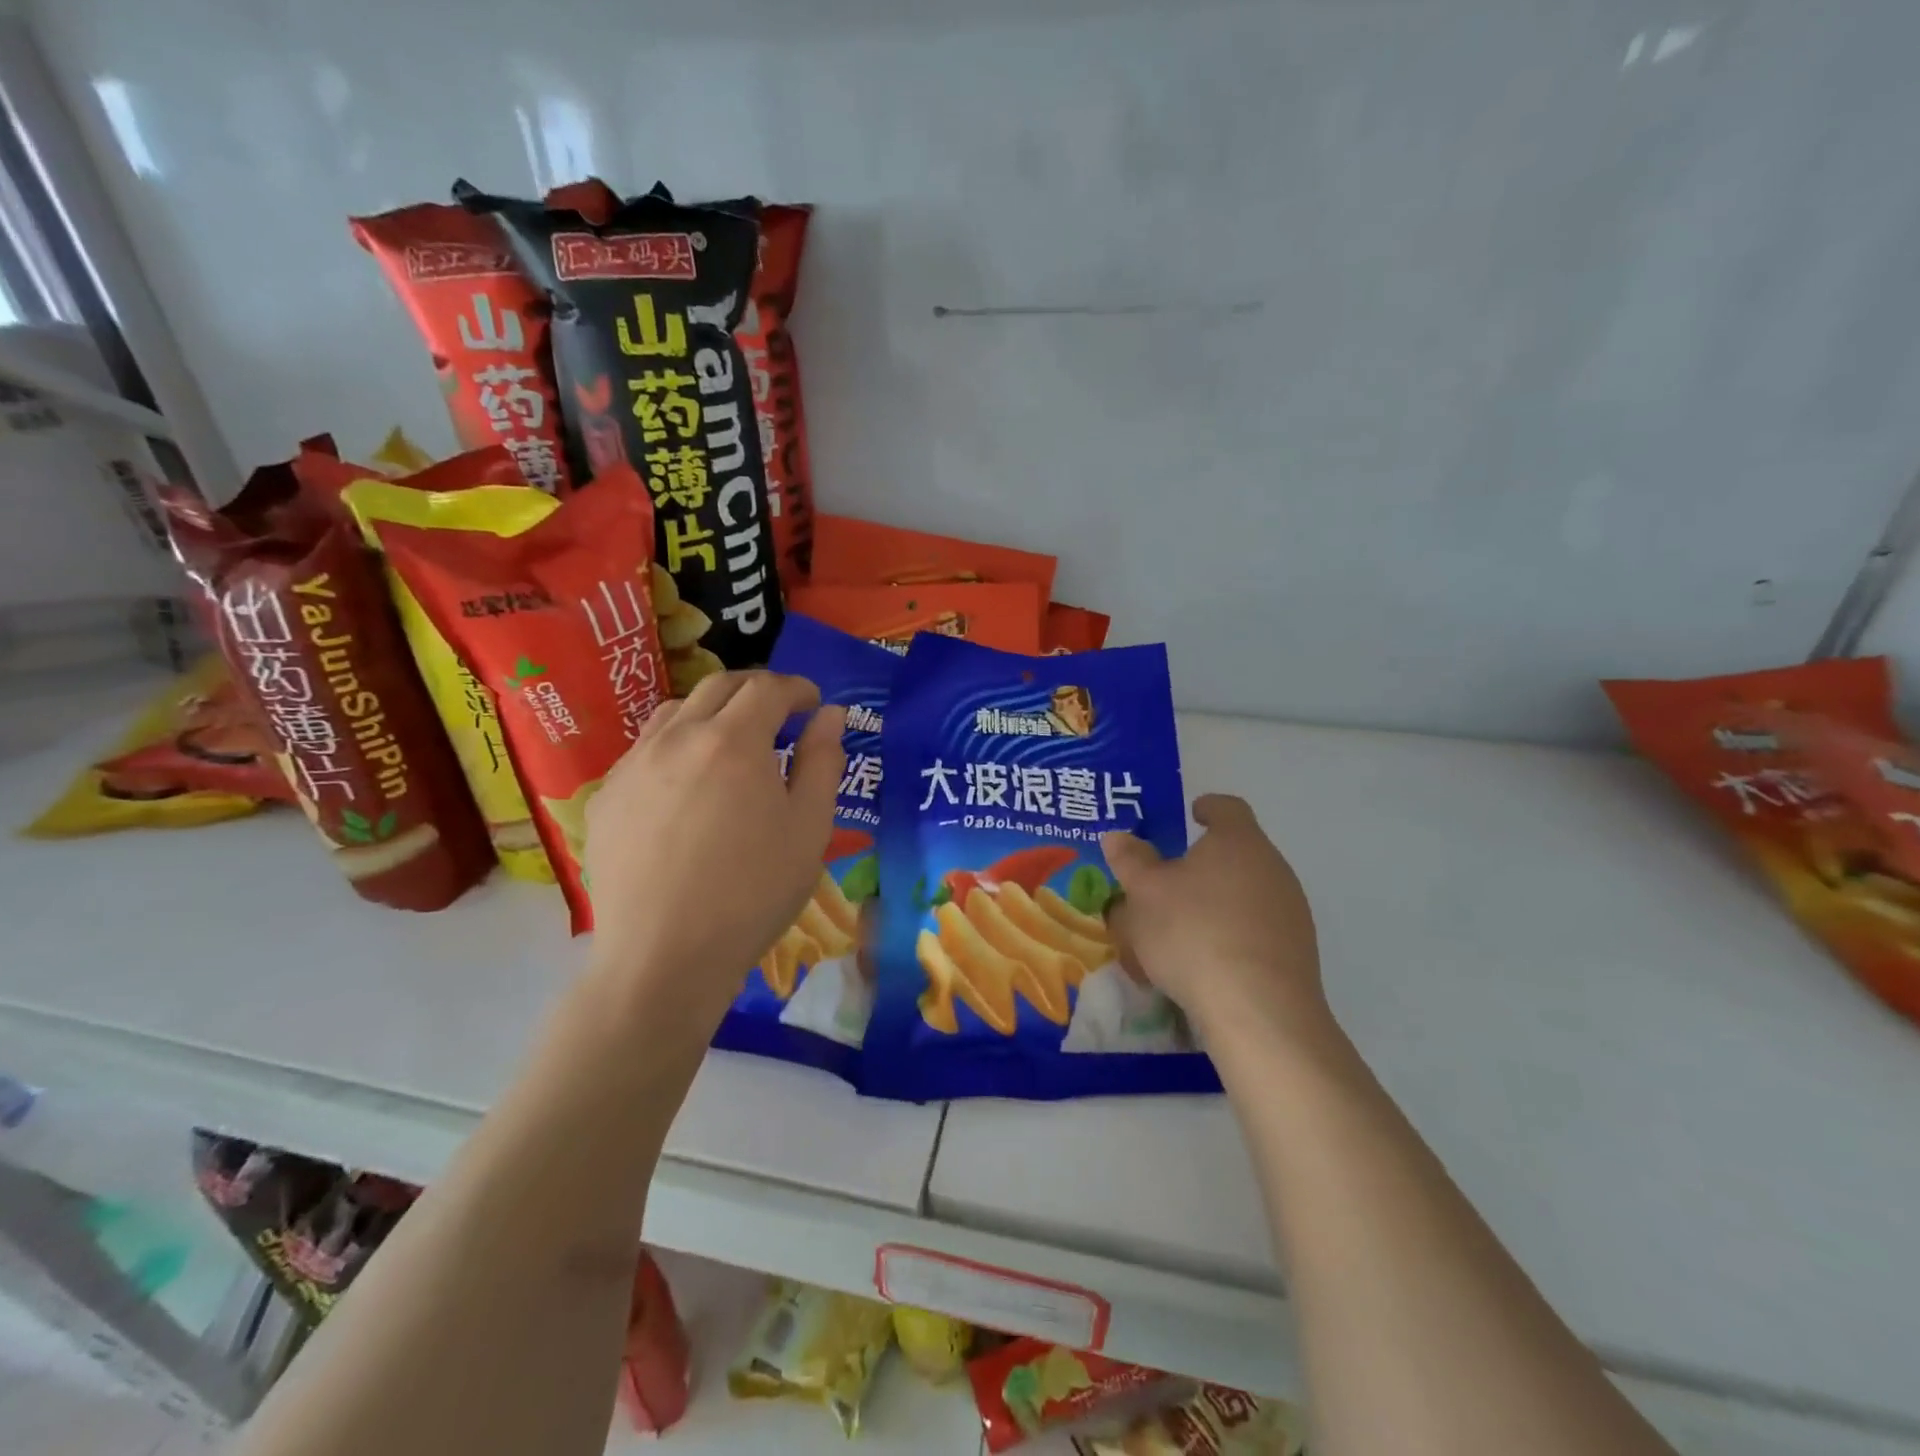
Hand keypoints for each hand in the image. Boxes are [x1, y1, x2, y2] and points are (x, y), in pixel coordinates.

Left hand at [583, 671, 845, 1028]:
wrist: (664, 957)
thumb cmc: (753, 892)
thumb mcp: (810, 828)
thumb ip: (823, 761)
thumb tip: (830, 715)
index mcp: (734, 741)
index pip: (768, 687)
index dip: (797, 688)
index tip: (814, 704)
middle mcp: (677, 738)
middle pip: (718, 687)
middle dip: (756, 690)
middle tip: (779, 714)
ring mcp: (633, 766)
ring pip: (675, 713)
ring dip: (711, 713)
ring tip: (730, 745)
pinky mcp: (607, 798)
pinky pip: (644, 752)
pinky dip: (676, 749)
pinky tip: (686, 789)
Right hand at [1101, 794, 1331, 1047]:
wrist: (1258, 1010)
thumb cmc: (1193, 933)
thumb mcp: (1143, 894)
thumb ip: (1130, 860)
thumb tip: (1118, 835)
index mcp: (1238, 841)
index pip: (1228, 808)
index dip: (1208, 807)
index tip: (1192, 814)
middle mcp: (1273, 867)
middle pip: (1240, 851)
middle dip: (1207, 861)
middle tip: (1171, 878)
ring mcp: (1292, 911)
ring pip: (1250, 892)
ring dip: (1220, 899)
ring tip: (1184, 924)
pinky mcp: (1298, 952)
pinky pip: (1260, 929)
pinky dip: (1235, 933)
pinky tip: (1209, 959)